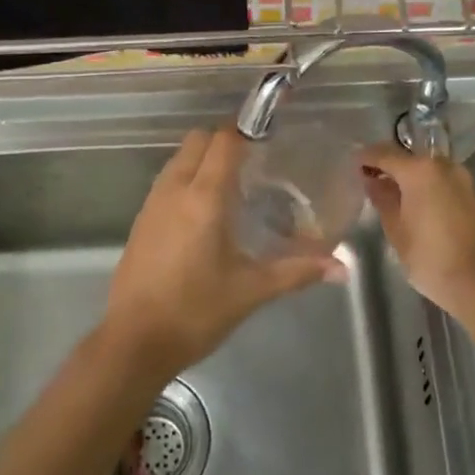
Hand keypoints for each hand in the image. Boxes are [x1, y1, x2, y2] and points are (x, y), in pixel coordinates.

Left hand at [104, 128, 337, 378]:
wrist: (134, 341)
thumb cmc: (195, 311)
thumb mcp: (251, 291)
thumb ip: (296, 271)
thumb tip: (341, 268)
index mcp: (203, 197)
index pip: (224, 142)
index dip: (246, 133)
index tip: (270, 141)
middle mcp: (175, 189)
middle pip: (198, 140)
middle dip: (224, 141)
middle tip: (254, 164)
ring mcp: (153, 203)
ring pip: (179, 158)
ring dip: (203, 158)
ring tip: (232, 186)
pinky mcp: (141, 220)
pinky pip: (167, 180)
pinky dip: (187, 178)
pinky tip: (204, 213)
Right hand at [360, 144, 474, 316]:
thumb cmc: (430, 257)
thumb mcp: (396, 230)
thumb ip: (382, 199)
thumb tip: (373, 181)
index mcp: (420, 170)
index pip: (384, 153)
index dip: (365, 157)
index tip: (352, 165)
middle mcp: (443, 166)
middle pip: (408, 158)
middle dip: (388, 166)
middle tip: (370, 180)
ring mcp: (462, 180)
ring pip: (427, 170)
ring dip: (409, 178)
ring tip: (392, 195)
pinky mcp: (473, 196)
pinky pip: (442, 183)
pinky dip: (427, 188)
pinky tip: (416, 205)